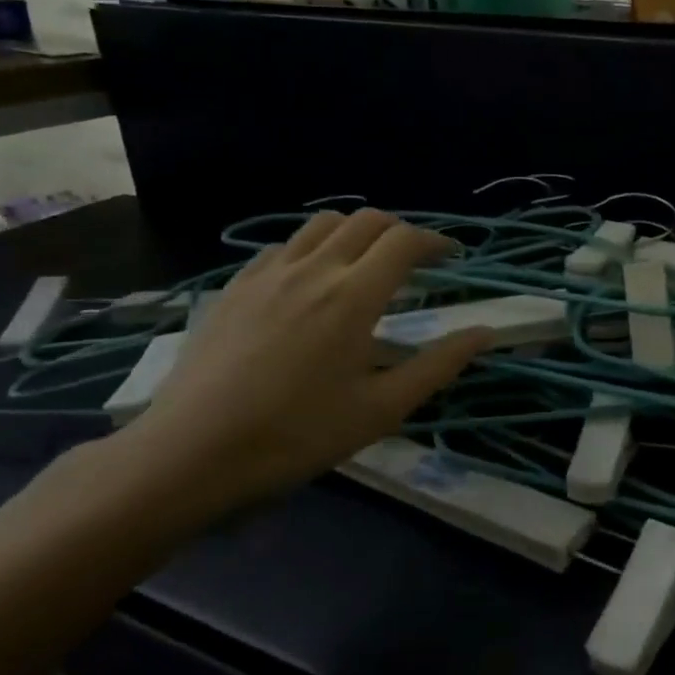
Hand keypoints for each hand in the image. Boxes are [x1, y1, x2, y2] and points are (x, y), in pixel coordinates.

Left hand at [113, 210, 488, 518]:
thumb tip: (484, 332)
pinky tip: (310, 282)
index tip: (452, 258)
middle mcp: (313, 269)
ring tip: (366, 264)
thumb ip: (438, 365)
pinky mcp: (235, 288)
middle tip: (415, 261)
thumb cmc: (297, 435)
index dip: (436, 242)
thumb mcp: (381, 409)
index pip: (404, 241)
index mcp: (353, 296)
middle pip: (366, 221)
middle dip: (400, 231)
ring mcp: (267, 274)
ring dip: (356, 233)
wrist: (190, 454)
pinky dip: (312, 249)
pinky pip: (282, 247)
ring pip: (321, 224)